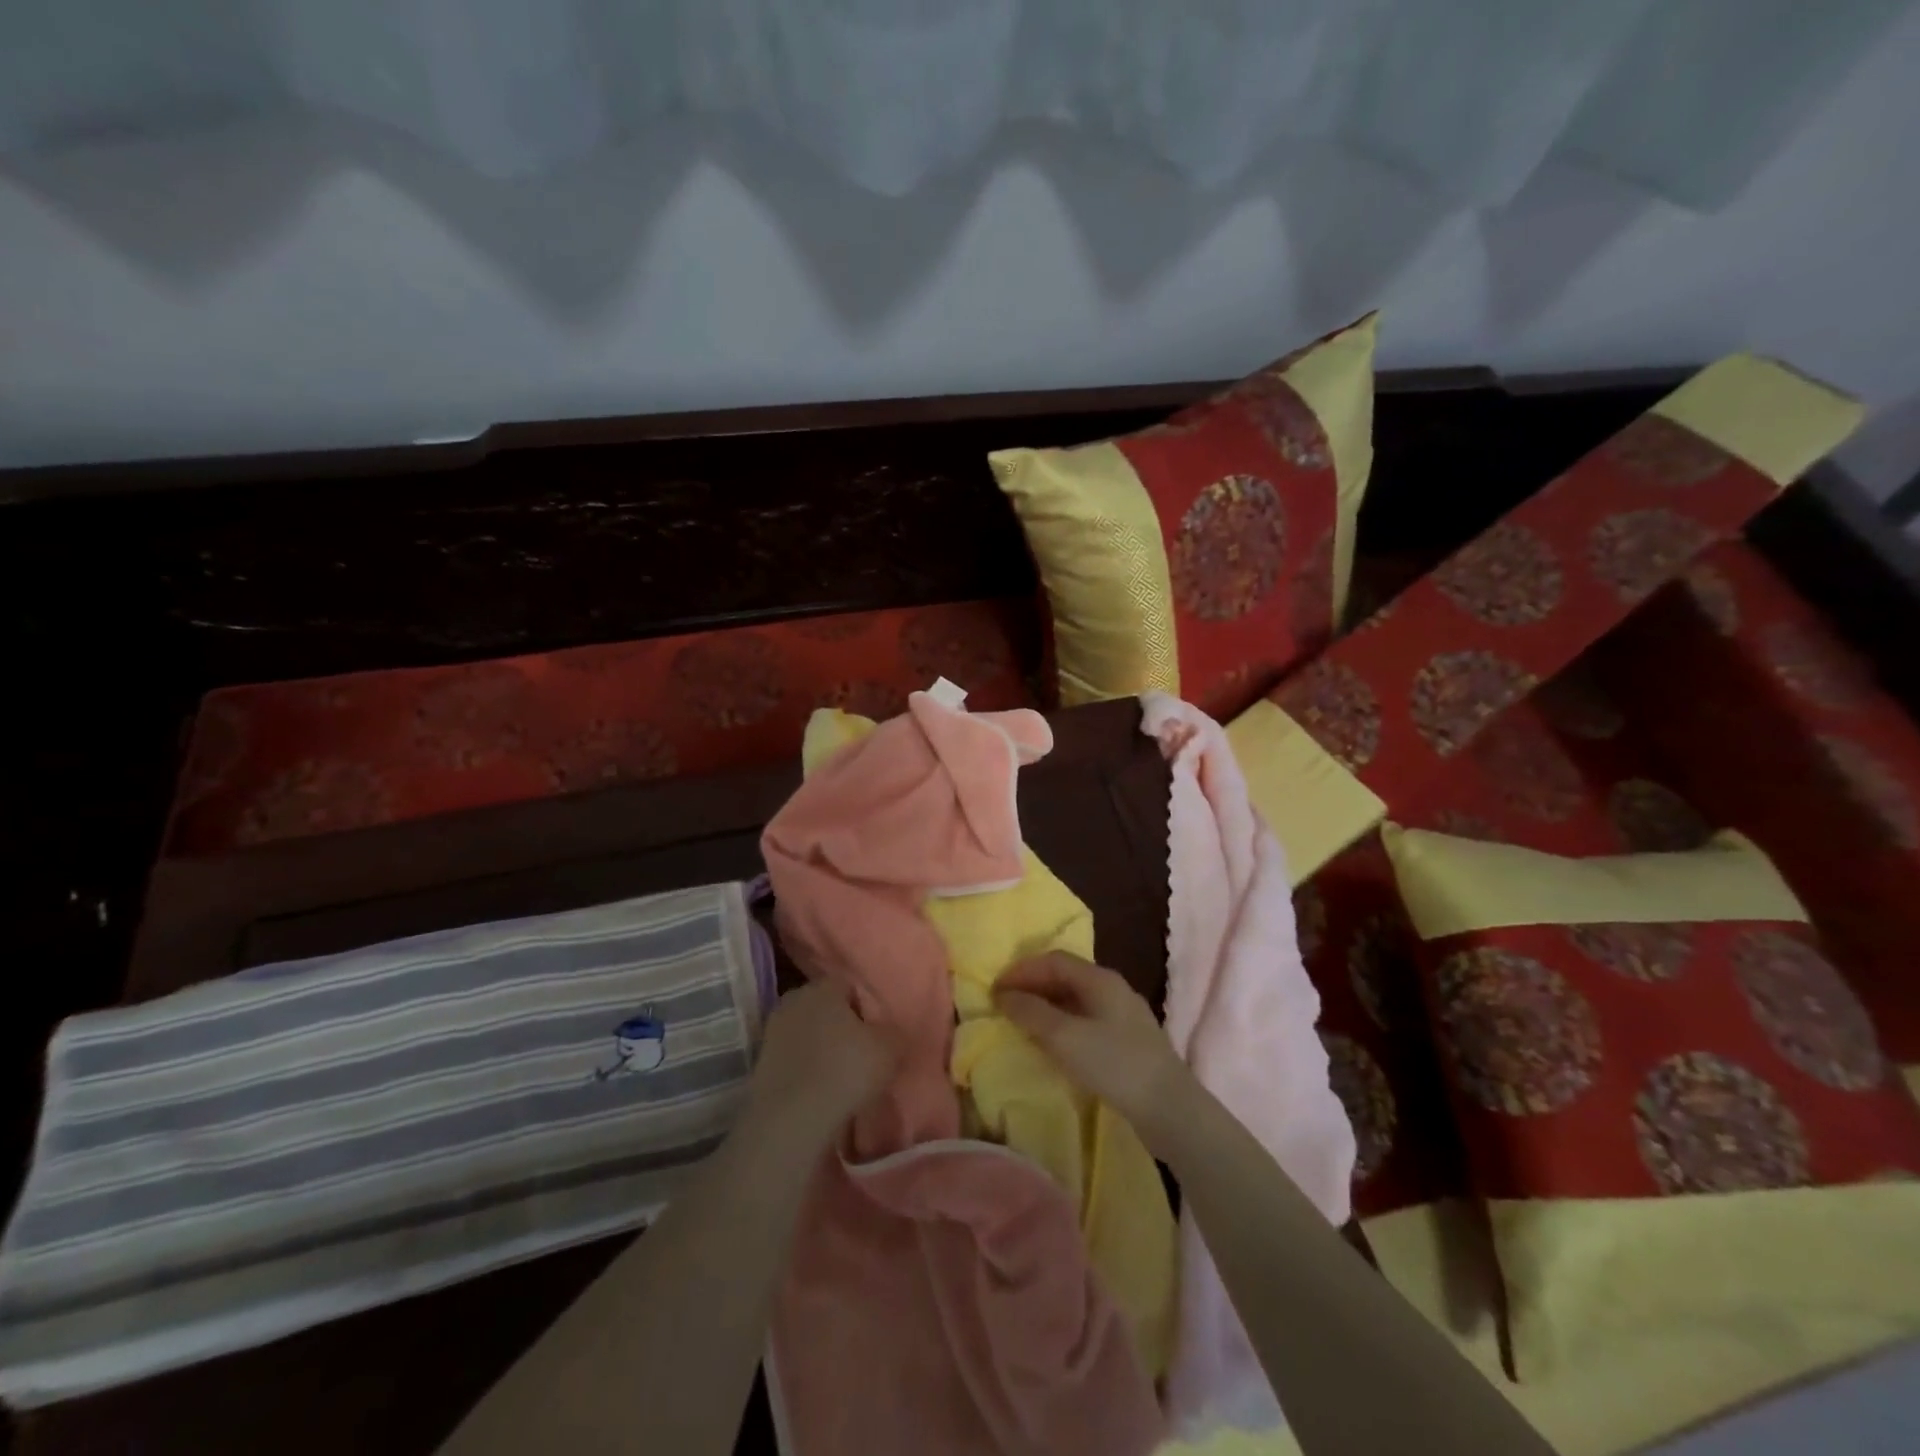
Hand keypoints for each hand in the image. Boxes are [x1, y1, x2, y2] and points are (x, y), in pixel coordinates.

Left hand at [747, 981, 898, 1144]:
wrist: (790, 1120)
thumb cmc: (845, 1072)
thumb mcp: (889, 1049)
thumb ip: (894, 1032)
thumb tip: (891, 1031)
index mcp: (822, 987)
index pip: (848, 986)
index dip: (864, 1008)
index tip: (875, 1033)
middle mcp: (794, 1000)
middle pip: (824, 1007)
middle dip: (840, 1025)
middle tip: (860, 1052)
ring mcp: (772, 1031)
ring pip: (806, 1033)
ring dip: (820, 1048)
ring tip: (839, 1077)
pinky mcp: (760, 1063)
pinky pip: (793, 1058)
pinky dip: (804, 1069)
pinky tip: (818, 1090)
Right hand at [992, 952, 1192, 1130]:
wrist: (1170, 1108)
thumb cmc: (1114, 1064)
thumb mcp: (1065, 1037)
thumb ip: (1031, 1013)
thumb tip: (1004, 995)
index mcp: (1100, 978)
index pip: (1054, 959)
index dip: (1022, 970)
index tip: (996, 989)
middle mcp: (1113, 988)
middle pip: (1066, 976)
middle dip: (1033, 986)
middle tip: (1005, 1004)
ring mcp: (1123, 1015)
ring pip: (1076, 999)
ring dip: (1046, 1006)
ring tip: (1023, 1023)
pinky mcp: (1128, 1041)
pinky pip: (1086, 1020)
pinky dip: (1062, 1023)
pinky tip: (1053, 1044)